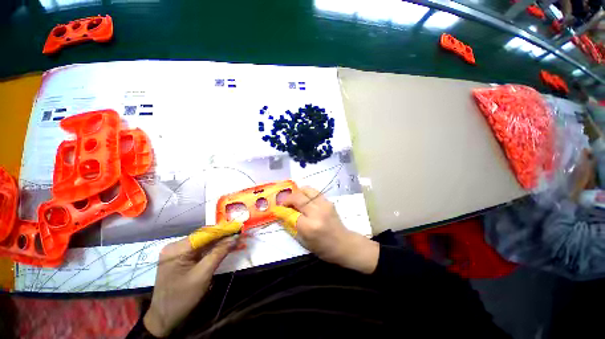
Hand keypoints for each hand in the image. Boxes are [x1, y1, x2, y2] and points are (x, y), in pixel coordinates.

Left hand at [143, 236, 235, 336]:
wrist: (164, 318)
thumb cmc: (182, 298)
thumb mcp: (203, 275)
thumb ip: (219, 253)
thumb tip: (235, 238)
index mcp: (177, 249)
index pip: (205, 233)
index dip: (224, 230)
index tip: (239, 227)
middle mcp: (176, 246)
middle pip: (205, 237)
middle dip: (223, 236)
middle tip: (240, 235)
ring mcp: (177, 252)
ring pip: (204, 242)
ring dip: (220, 242)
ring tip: (236, 240)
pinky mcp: (181, 258)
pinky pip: (200, 249)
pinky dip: (213, 249)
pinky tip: (225, 248)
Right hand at [277, 186, 378, 273]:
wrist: (344, 244)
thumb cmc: (323, 248)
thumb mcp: (304, 241)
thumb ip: (291, 226)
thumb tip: (281, 214)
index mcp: (309, 227)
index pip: (291, 213)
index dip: (282, 210)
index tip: (277, 209)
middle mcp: (316, 212)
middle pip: (298, 198)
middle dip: (288, 198)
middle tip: (284, 202)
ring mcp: (324, 205)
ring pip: (307, 190)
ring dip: (297, 192)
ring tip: (294, 198)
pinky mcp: (328, 201)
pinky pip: (314, 192)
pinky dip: (306, 193)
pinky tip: (304, 198)